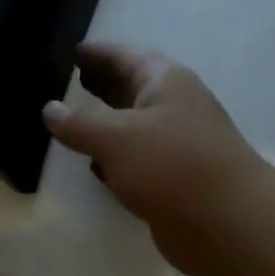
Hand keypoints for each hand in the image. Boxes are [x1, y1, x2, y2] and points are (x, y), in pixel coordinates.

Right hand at [43, 43, 273, 275]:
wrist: (225, 222)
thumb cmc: (172, 166)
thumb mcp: (116, 138)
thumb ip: (79, 123)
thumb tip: (49, 109)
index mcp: (165, 83)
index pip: (125, 57)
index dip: (98, 54)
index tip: (72, 52)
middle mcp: (174, 108)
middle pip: (131, 90)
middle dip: (102, 87)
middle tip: (69, 83)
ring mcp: (176, 147)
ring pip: (133, 129)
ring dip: (106, 126)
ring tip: (72, 124)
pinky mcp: (173, 182)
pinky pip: (137, 162)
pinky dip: (115, 161)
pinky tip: (95, 167)